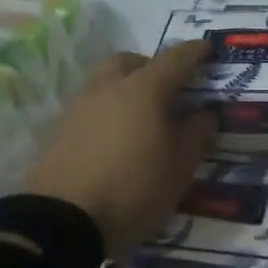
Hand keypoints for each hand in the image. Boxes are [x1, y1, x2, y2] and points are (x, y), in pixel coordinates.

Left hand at [21, 40, 217, 260]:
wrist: (62, 220)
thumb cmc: (133, 189)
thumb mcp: (179, 169)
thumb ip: (196, 135)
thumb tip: (204, 112)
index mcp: (144, 89)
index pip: (175, 59)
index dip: (194, 52)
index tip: (207, 48)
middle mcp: (109, 87)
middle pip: (130, 61)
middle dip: (150, 66)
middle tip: (168, 87)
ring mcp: (80, 106)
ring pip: (105, 80)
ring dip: (125, 86)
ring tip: (142, 115)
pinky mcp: (60, 129)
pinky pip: (91, 105)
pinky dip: (108, 109)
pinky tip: (116, 135)